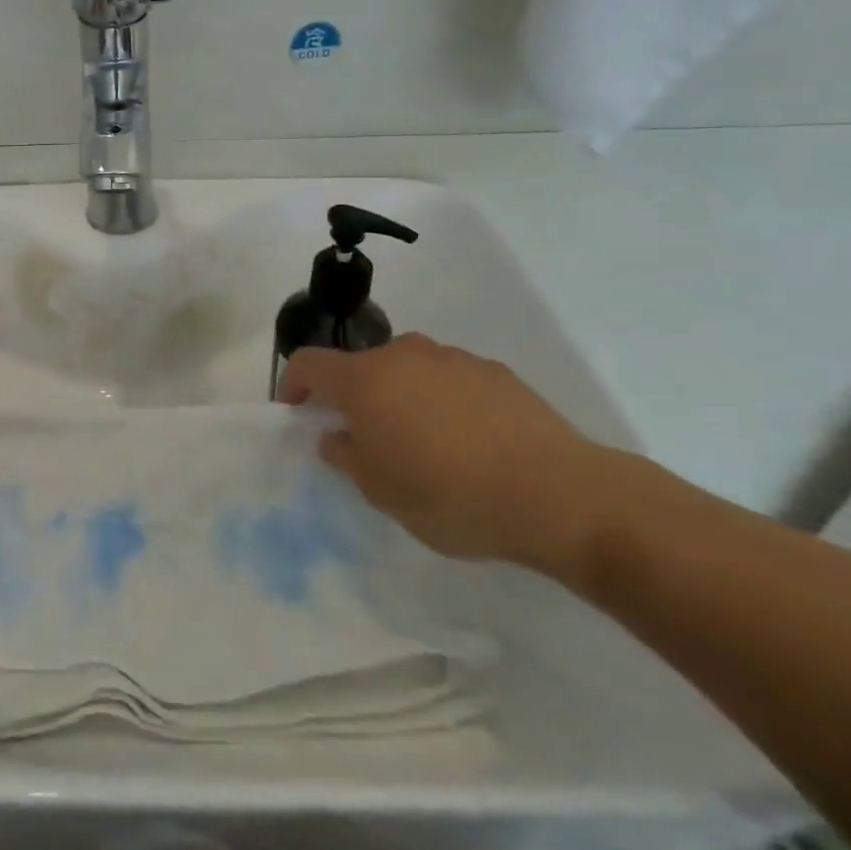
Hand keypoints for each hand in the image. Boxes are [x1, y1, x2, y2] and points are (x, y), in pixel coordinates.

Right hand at [278, 333, 610, 564]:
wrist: (558, 494)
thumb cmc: (450, 494)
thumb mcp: (380, 491)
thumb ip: (346, 456)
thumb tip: (336, 435)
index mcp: (365, 379)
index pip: (308, 363)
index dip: (293, 385)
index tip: (296, 413)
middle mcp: (403, 355)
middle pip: (361, 366)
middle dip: (354, 397)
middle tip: (367, 440)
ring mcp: (453, 359)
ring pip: (408, 370)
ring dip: (400, 398)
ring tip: (423, 444)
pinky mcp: (495, 372)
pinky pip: (450, 380)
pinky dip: (443, 401)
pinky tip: (468, 443)